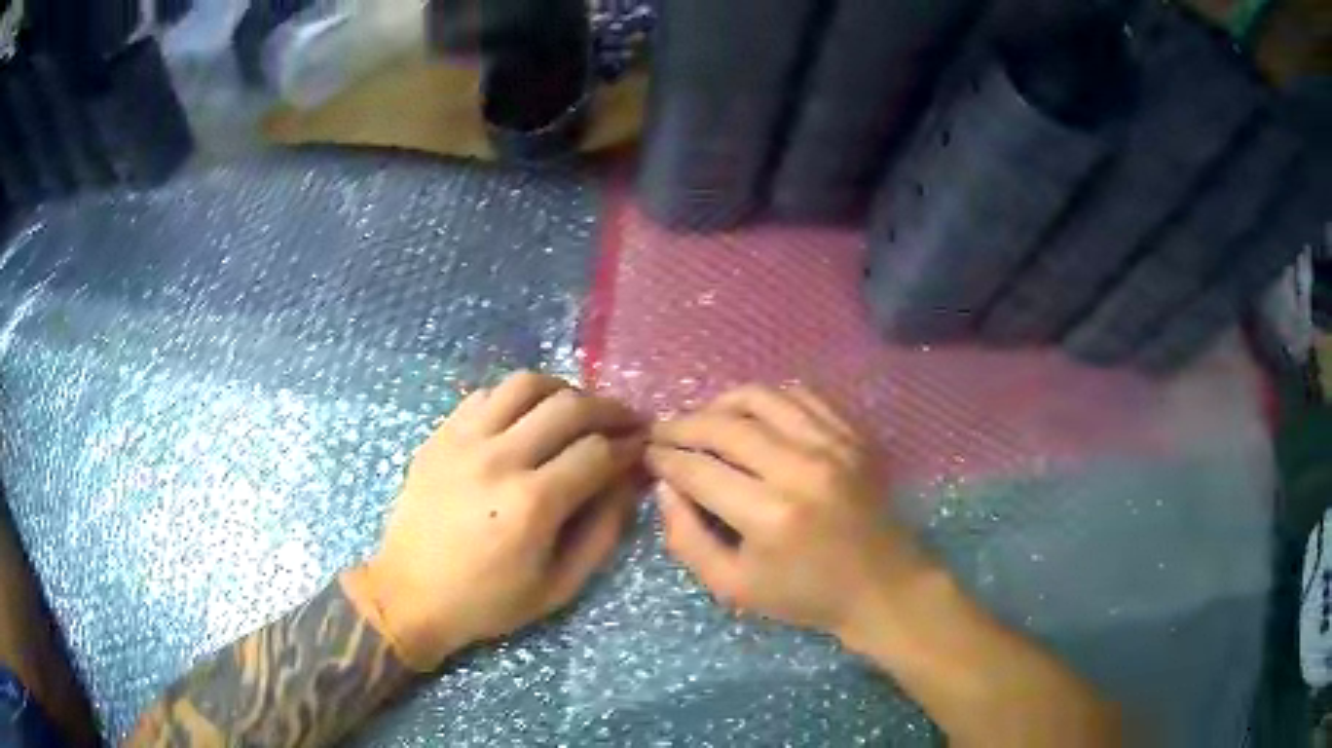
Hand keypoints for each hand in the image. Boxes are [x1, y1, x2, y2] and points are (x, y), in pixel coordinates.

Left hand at [348, 371, 643, 670]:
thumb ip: (603, 533)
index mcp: (532, 503)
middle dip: (609, 409)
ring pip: (526, 384)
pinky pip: (486, 394)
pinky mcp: (440, 435)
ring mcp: (463, 440)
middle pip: (569, 406)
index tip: (644, 446)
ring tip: (576, 410)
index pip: (597, 452)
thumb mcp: (559, 587)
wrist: (410, 594)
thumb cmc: (488, 601)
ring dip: (563, 391)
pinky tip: (525, 418)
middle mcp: (499, 459)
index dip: (629, 445)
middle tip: (625, 421)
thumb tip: (630, 483)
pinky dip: (516, 398)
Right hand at [646, 385, 935, 639]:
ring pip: (761, 398)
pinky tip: (752, 417)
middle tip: (662, 432)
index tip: (647, 455)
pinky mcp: (853, 436)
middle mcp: (801, 468)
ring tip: (703, 420)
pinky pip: (801, 395)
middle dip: (682, 425)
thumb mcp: (733, 587)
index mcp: (770, 515)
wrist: (881, 586)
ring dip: (720, 404)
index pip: (699, 470)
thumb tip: (666, 487)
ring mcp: (833, 445)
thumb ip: (687, 538)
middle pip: (724, 426)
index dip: (664, 459)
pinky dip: (767, 400)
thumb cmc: (804, 596)